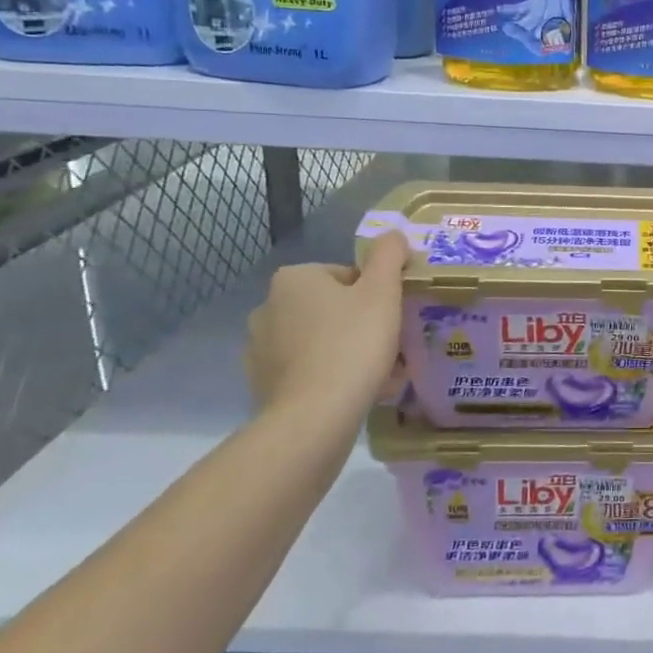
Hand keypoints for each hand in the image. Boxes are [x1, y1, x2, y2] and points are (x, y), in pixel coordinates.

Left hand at [244, 231, 407, 421]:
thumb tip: (392, 234)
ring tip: (379, 375)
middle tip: (390, 346)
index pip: (347, 276)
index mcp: (293, 279)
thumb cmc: (352, 343)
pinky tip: (355, 393)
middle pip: (333, 308)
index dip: (376, 295)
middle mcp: (267, 308)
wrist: (314, 418)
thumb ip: (389, 254)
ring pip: (320, 340)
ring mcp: (260, 349)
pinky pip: (307, 370)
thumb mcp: (383, 290)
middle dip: (361, 324)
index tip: (392, 317)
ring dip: (347, 351)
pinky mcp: (262, 385)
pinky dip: (330, 376)